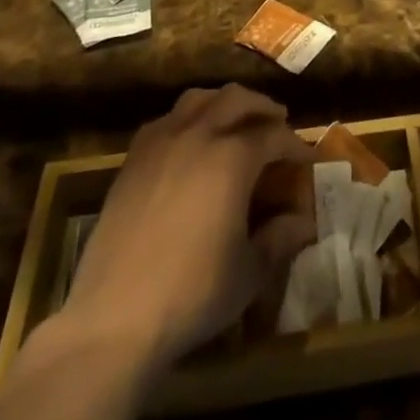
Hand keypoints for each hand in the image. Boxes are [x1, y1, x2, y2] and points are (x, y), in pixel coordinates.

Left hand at [62, 84, 314, 371]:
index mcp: (233, 157)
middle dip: (262, 108)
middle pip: (237, 99)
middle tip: (276, 125)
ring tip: (235, 123)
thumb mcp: (249, 271)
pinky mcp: (132, 160)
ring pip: (199, 99)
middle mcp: (198, 135)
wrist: (113, 319)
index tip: (305, 159)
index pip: (273, 135)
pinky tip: (190, 145)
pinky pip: (166, 120)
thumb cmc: (192, 294)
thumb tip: (303, 222)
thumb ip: (280, 238)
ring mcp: (161, 143)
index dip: (293, 144)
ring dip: (224, 104)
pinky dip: (187, 120)